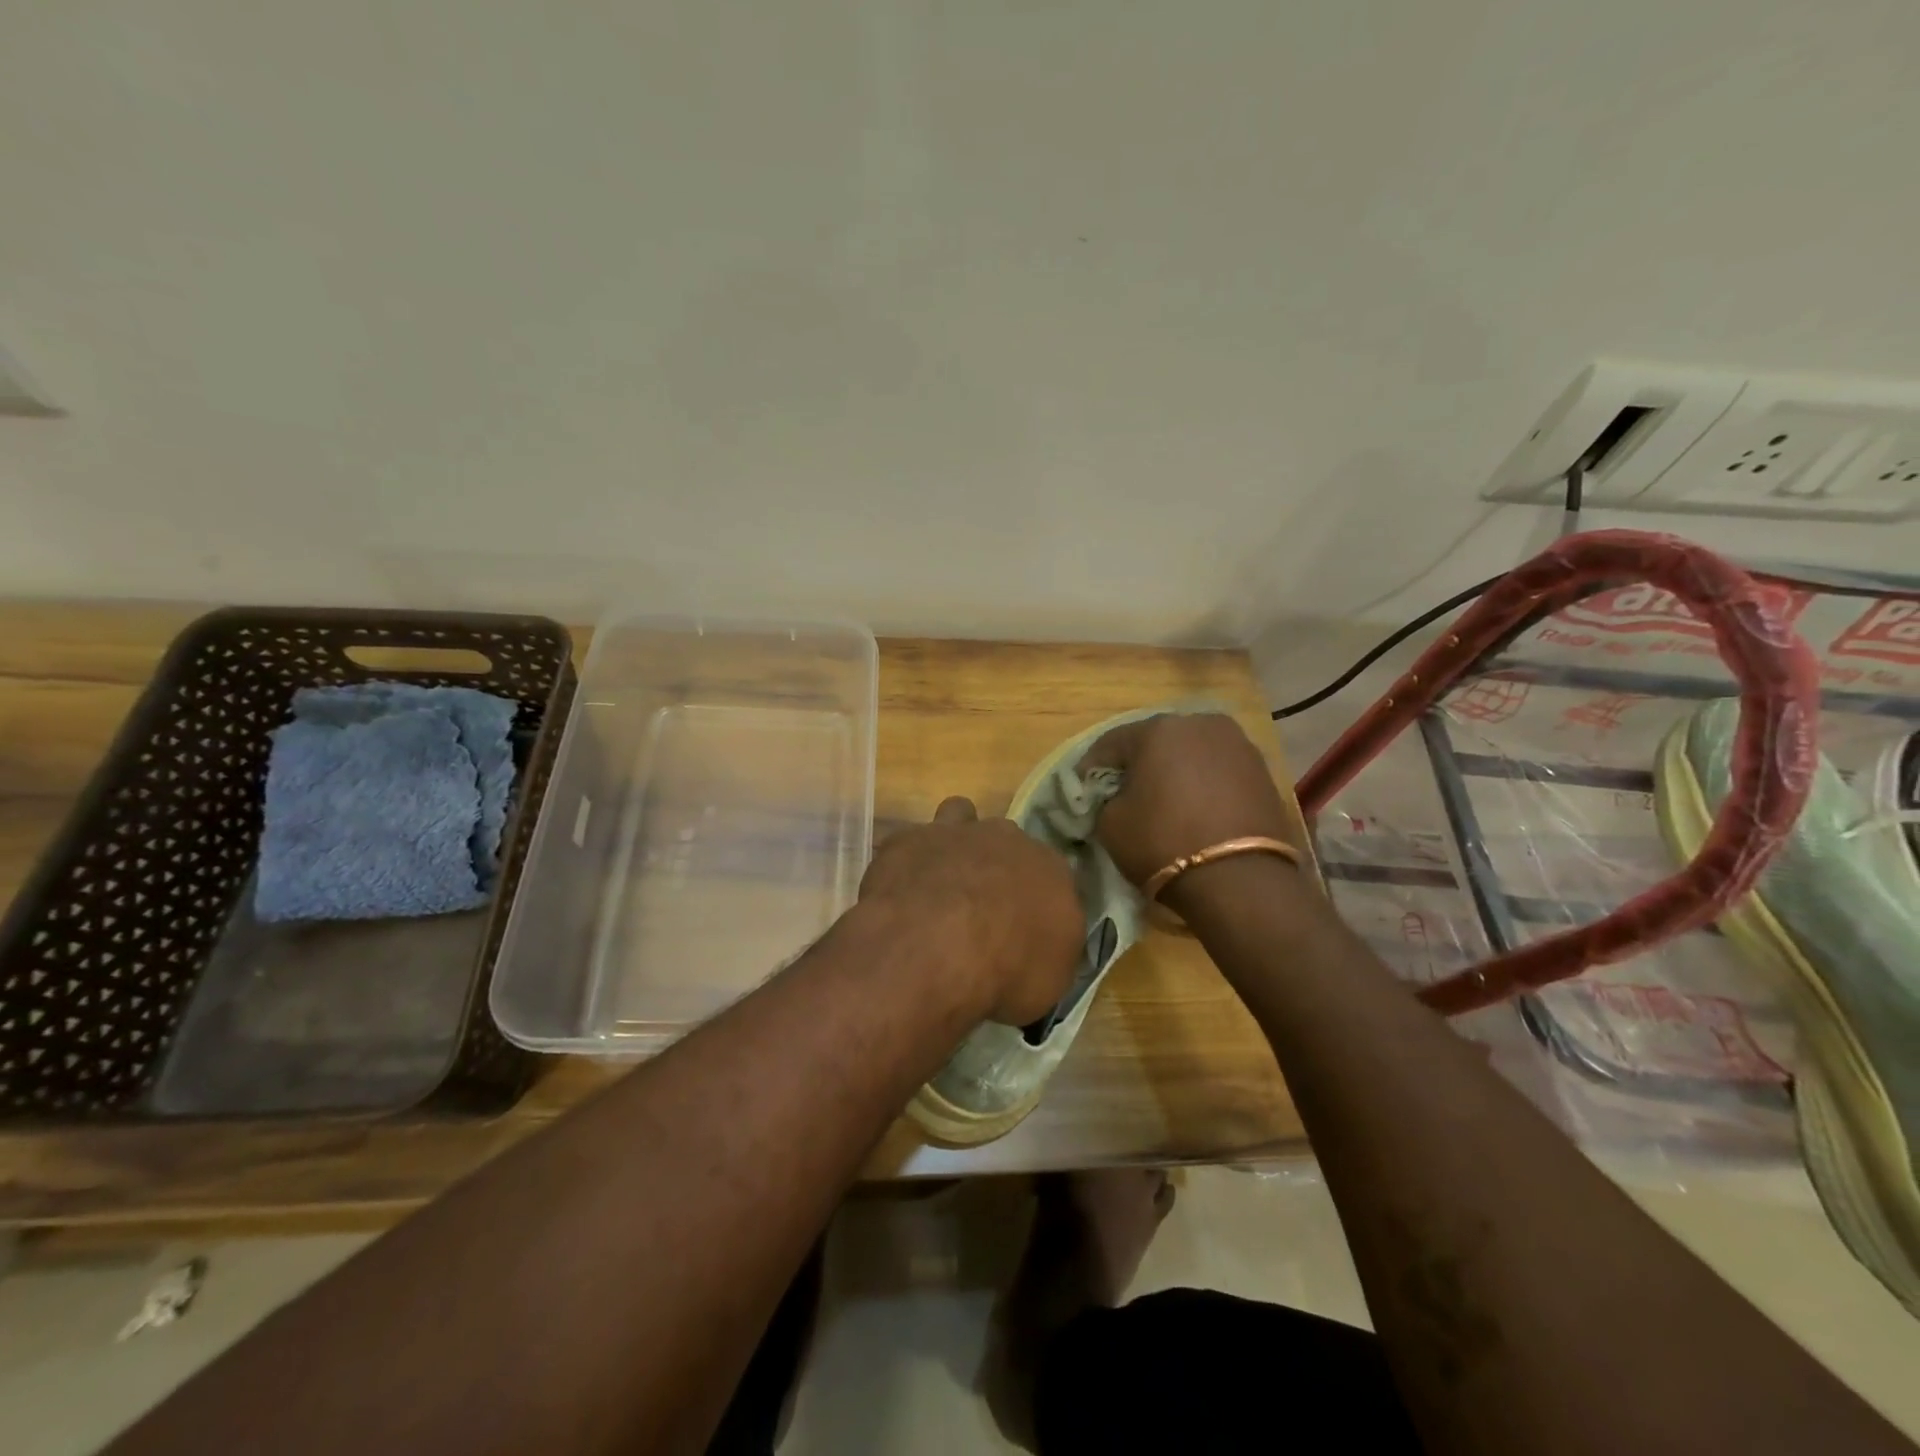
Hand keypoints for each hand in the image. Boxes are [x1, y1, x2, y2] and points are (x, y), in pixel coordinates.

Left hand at [858, 796, 1083, 1025]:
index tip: (1022, 933)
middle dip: (997, 870)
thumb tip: (1036, 952)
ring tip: (941, 881)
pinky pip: (912, 842)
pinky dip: (910, 861)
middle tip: (980, 913)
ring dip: (955, 843)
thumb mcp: (1049, 983)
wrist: (938, 947)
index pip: (1053, 880)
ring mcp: (957, 832)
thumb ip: (1048, 955)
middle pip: (1008, 846)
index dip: (1035, 905)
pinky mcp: (910, 838)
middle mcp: (1009, 840)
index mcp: (1052, 872)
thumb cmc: (1008, 971)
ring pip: (961, 817)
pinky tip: (902, 890)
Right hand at [1081, 713, 1296, 911]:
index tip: (1082, 790)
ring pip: (1190, 754)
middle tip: (1123, 794)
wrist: (1242, 880)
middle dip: (1137, 765)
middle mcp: (1199, 724)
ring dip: (1173, 772)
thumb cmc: (1163, 843)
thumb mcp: (1110, 824)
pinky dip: (1202, 784)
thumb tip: (1114, 797)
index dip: (1091, 768)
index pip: (1111, 743)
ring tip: (1163, 802)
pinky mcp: (1262, 771)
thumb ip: (1105, 800)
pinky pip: (1217, 771)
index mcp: (1157, 728)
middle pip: (1155, 742)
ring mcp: (1237, 745)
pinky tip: (1193, 809)